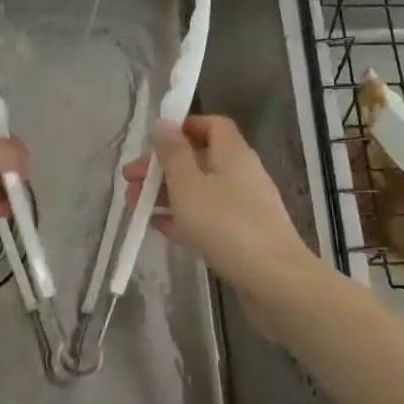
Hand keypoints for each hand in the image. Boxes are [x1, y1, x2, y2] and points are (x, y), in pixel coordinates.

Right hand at [124, 115, 312, 297]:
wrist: (274, 281)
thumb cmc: (226, 225)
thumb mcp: (189, 185)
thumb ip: (173, 153)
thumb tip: (164, 122)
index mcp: (232, 154)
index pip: (213, 125)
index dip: (184, 127)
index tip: (154, 140)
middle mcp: (241, 175)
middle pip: (199, 159)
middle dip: (162, 166)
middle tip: (130, 179)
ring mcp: (243, 207)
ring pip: (199, 190)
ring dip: (166, 193)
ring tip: (134, 205)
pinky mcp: (241, 235)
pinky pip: (206, 217)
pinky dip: (181, 217)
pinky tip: (157, 226)